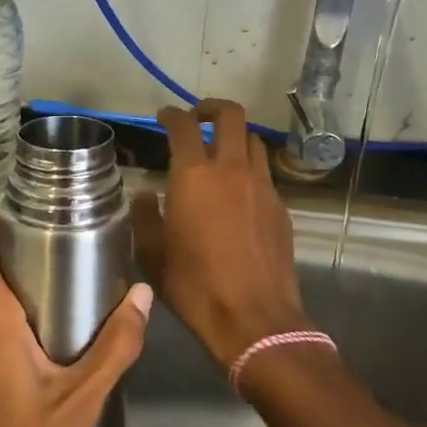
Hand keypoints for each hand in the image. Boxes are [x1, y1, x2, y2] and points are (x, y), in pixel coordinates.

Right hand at [133, 100, 306, 370]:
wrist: (255, 319)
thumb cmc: (195, 287)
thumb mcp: (154, 255)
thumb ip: (145, 217)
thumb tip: (145, 194)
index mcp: (195, 175)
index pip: (184, 125)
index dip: (172, 114)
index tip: (164, 116)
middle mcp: (232, 169)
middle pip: (231, 115)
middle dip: (212, 107)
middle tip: (198, 117)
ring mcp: (262, 186)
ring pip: (253, 140)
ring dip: (235, 136)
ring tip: (222, 151)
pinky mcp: (281, 206)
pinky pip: (265, 172)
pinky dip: (250, 168)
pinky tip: (240, 191)